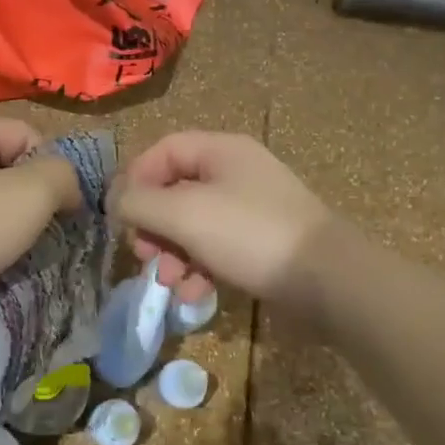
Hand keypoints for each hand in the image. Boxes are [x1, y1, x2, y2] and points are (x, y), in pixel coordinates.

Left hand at [0, 119, 80, 329]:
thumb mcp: (24, 197)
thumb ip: (60, 178)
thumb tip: (68, 186)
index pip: (27, 133)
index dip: (56, 166)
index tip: (67, 209)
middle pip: (4, 175)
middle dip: (32, 210)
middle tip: (47, 244)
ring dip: (7, 242)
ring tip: (20, 269)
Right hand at [111, 132, 335, 303]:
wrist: (329, 280)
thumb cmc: (251, 235)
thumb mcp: (185, 214)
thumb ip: (141, 203)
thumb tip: (116, 201)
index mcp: (221, 150)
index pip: (163, 150)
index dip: (135, 179)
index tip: (120, 216)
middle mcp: (236, 172)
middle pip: (176, 189)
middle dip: (154, 224)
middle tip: (144, 254)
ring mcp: (252, 209)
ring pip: (194, 223)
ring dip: (174, 252)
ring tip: (169, 281)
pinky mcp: (262, 243)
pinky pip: (217, 247)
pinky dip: (200, 267)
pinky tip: (196, 294)